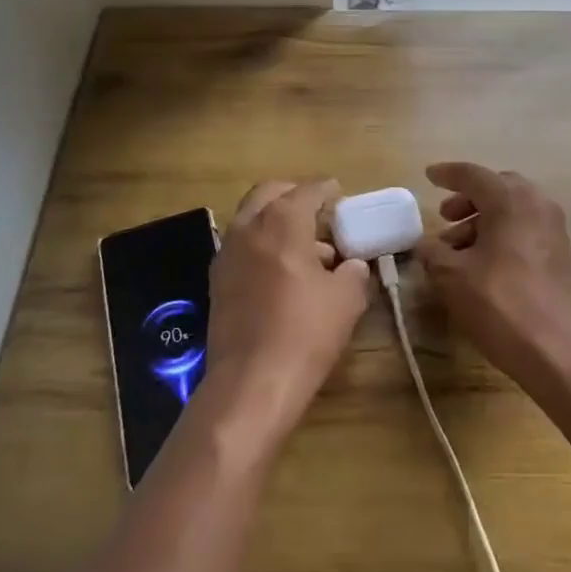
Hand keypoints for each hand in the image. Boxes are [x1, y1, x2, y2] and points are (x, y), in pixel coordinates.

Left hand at [205, 179, 369, 443]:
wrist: (251, 382)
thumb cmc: (305, 332)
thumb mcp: (347, 299)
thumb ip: (353, 272)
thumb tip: (350, 265)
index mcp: (282, 222)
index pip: (308, 190)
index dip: (327, 189)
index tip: (339, 193)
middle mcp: (249, 228)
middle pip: (270, 194)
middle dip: (294, 194)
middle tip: (317, 210)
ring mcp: (227, 254)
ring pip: (251, 219)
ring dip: (276, 221)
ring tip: (306, 247)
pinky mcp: (216, 281)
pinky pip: (242, 247)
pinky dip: (262, 245)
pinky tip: (282, 272)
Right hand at [416, 162, 570, 387]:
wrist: (553, 349)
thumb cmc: (498, 302)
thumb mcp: (451, 275)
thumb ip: (433, 251)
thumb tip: (426, 245)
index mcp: (510, 199)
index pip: (473, 175)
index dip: (447, 174)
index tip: (429, 176)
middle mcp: (537, 204)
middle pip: (498, 188)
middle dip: (469, 199)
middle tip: (446, 216)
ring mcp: (555, 228)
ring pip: (513, 210)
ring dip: (484, 220)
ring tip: (457, 248)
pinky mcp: (562, 253)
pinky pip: (526, 229)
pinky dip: (503, 234)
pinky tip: (484, 262)